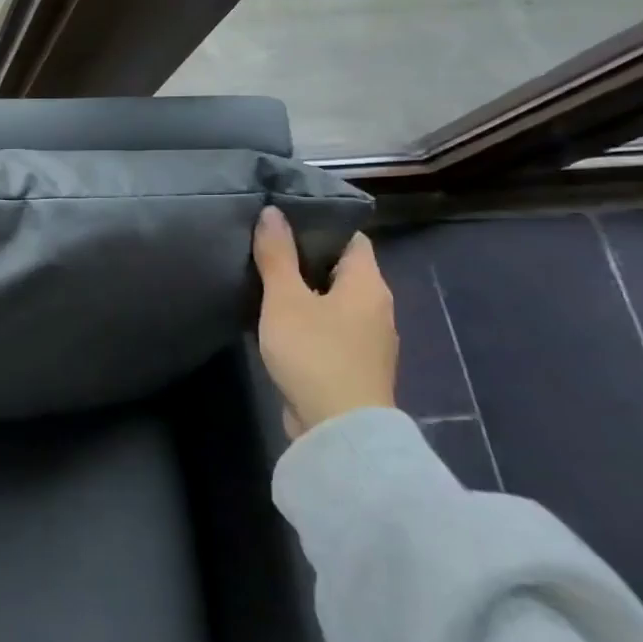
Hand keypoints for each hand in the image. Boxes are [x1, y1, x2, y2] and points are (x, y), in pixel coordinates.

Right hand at [251, 206, 397, 438]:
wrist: (338, 429)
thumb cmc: (314, 353)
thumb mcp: (285, 299)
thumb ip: (277, 255)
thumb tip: (273, 212)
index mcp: (368, 285)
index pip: (351, 239)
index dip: (320, 226)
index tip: (284, 220)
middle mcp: (377, 308)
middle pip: (342, 270)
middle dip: (307, 258)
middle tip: (265, 247)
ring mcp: (368, 340)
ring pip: (335, 301)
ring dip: (305, 292)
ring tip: (266, 281)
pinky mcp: (353, 365)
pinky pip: (331, 328)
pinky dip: (308, 319)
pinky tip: (278, 322)